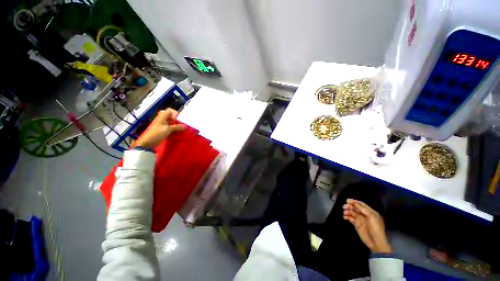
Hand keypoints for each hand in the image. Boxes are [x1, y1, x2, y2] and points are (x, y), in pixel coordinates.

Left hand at [135, 109, 184, 148]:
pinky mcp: (163, 130)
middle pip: (171, 116)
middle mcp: (162, 120)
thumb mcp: (168, 129)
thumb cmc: (157, 133)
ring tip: (180, 129)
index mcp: (162, 117)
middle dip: (176, 119)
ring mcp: (162, 125)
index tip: (178, 119)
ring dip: (176, 125)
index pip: (169, 110)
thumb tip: (185, 126)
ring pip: (171, 122)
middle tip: (180, 124)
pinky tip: (177, 132)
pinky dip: (174, 129)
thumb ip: (177, 127)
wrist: (148, 142)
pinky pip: (170, 128)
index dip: (175, 113)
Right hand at [343, 199, 391, 253]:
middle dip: (349, 206)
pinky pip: (350, 218)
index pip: (361, 204)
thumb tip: (353, 202)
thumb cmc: (375, 227)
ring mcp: (360, 219)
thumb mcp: (371, 216)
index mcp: (370, 212)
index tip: (347, 200)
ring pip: (352, 212)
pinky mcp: (356, 224)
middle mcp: (364, 214)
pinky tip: (345, 217)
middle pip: (355, 207)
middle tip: (344, 206)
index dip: (354, 201)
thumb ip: (362, 209)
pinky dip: (347, 216)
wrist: (375, 241)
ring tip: (344, 213)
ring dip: (347, 211)